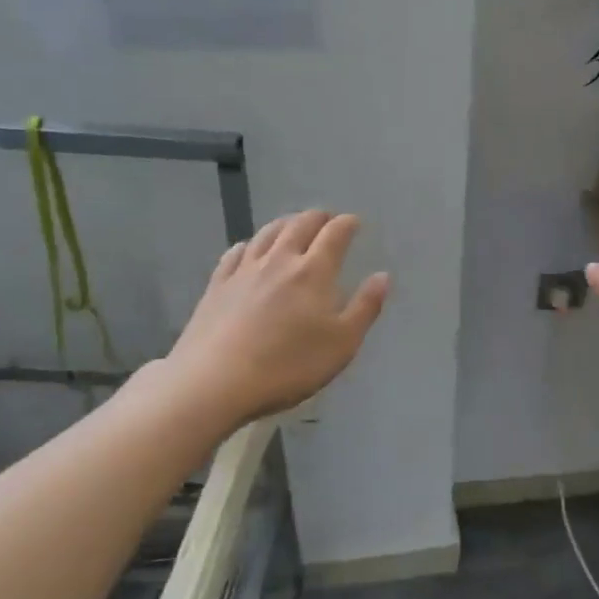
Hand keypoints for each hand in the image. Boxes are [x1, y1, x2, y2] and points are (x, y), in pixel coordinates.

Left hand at [160, 210, 390, 423]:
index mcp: (314, 272)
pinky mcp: (217, 285)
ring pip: (267, 234)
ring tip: (294, 225)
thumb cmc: (289, 365)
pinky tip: (249, 248)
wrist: (216, 381)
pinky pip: (235, 253)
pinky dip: (249, 244)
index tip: (355, 223)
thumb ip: (365, 307)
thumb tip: (382, 276)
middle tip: (327, 220)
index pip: (334, 235)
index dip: (347, 224)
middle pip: (299, 225)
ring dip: (285, 224)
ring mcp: (244, 271)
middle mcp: (279, 261)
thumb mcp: (342, 343)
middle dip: (317, 218)